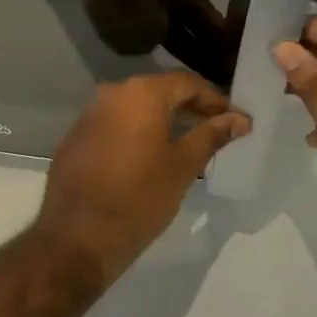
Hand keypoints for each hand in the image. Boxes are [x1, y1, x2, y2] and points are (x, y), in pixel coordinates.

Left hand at [35, 73, 249, 282]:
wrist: (78, 234)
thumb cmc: (140, 197)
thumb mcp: (183, 166)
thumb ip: (211, 136)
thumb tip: (239, 119)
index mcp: (140, 93)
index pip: (187, 83)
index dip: (215, 100)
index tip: (236, 121)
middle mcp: (111, 93)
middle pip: (160, 91)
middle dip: (191, 108)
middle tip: (218, 130)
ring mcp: (90, 113)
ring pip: (136, 107)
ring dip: (164, 120)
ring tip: (190, 142)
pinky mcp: (77, 135)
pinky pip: (116, 123)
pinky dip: (138, 131)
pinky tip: (153, 154)